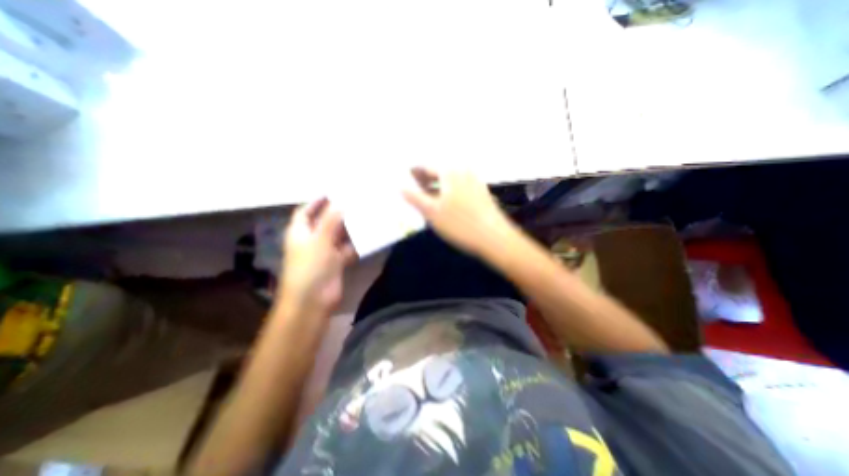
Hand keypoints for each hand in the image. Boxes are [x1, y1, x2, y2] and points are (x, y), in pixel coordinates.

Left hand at [281, 197, 355, 314]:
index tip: (334, 191)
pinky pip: (348, 248)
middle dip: (339, 212)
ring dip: (350, 227)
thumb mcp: (319, 240)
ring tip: (366, 215)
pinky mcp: (337, 262)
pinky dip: (357, 243)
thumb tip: (342, 202)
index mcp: (300, 232)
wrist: (313, 300)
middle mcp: (312, 239)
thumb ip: (330, 220)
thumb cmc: (310, 267)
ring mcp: (325, 251)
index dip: (317, 201)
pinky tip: (369, 236)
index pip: (306, 211)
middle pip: (325, 221)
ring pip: (339, 235)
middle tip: (356, 201)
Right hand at [403, 168, 513, 255]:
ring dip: (437, 186)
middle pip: (439, 171)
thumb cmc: (459, 223)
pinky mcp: (481, 193)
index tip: (405, 177)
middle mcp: (463, 171)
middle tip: (415, 188)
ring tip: (428, 198)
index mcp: (450, 171)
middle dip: (425, 179)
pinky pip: (460, 187)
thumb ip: (414, 197)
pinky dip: (449, 192)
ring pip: (450, 180)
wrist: (494, 237)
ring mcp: (475, 182)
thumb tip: (401, 186)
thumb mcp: (431, 212)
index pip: (426, 166)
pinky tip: (446, 204)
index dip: (414, 172)